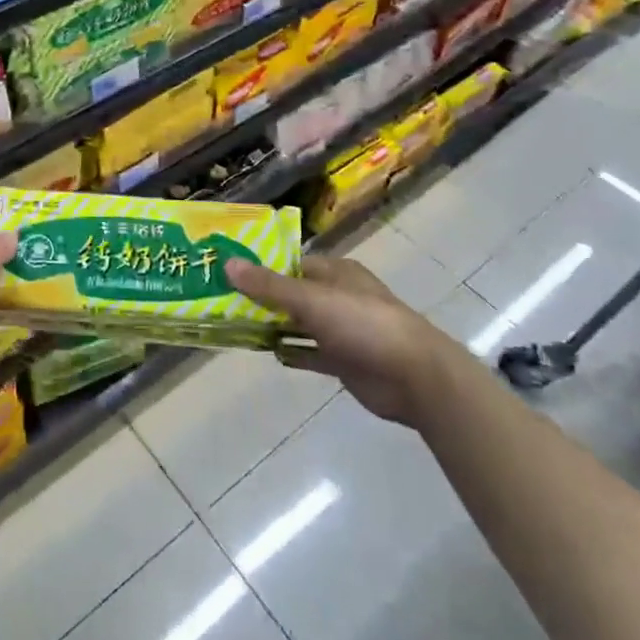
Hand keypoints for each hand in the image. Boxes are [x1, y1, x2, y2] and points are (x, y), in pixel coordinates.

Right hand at [225, 255, 461, 427]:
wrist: (416, 377)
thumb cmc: (364, 324)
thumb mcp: (312, 300)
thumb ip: (269, 285)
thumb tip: (228, 263)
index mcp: (335, 272)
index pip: (291, 262)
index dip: (261, 265)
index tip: (228, 270)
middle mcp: (338, 296)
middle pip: (292, 293)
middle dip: (262, 297)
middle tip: (223, 299)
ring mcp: (343, 330)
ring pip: (299, 323)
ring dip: (273, 325)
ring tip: (235, 325)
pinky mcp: (345, 361)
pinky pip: (310, 353)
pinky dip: (292, 352)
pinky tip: (268, 353)